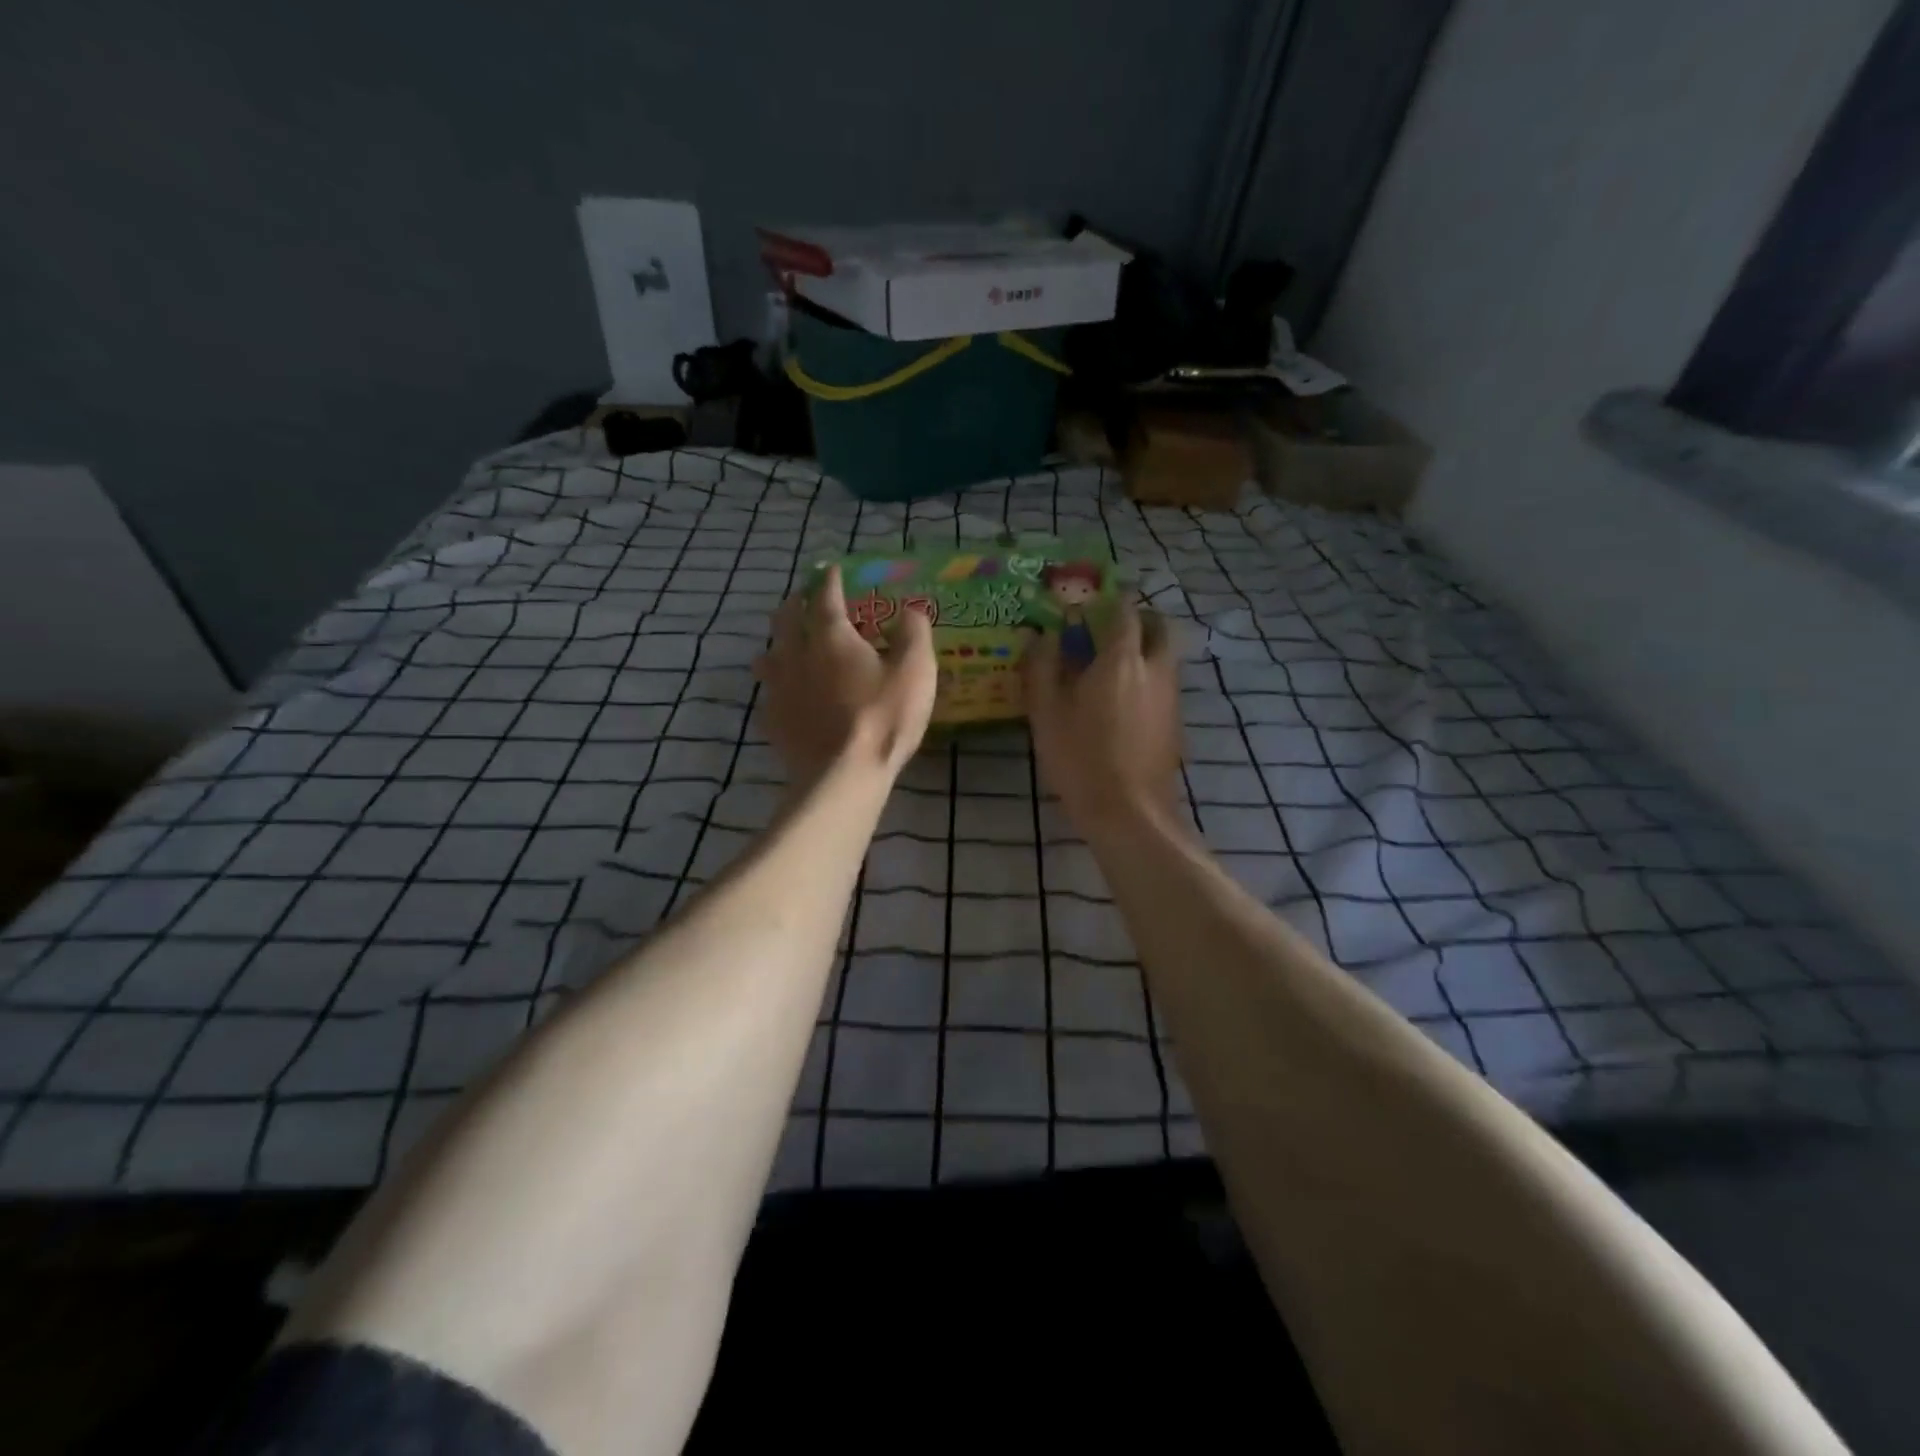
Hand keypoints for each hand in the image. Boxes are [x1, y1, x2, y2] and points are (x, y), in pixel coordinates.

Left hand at [755, 565, 937, 784]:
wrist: (842, 775)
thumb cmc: (883, 718)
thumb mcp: (915, 672)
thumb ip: (914, 634)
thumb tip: (911, 609)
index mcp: (832, 637)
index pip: (826, 597)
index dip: (829, 581)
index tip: (831, 570)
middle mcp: (798, 655)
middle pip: (786, 620)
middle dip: (796, 604)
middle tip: (804, 600)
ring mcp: (779, 689)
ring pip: (769, 654)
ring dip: (778, 643)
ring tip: (787, 644)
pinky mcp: (772, 720)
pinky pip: (769, 692)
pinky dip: (778, 685)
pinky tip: (785, 694)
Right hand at [1025, 597, 1182, 829]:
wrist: (1129, 811)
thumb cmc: (1080, 758)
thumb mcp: (1046, 712)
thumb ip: (1042, 667)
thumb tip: (1042, 636)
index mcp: (1121, 658)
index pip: (1126, 610)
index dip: (1111, 599)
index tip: (1092, 602)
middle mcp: (1154, 668)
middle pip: (1160, 627)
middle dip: (1139, 619)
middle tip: (1110, 630)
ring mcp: (1171, 695)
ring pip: (1165, 655)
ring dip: (1145, 649)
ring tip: (1112, 668)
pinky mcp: (1175, 721)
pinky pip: (1165, 682)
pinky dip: (1149, 677)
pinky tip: (1123, 702)